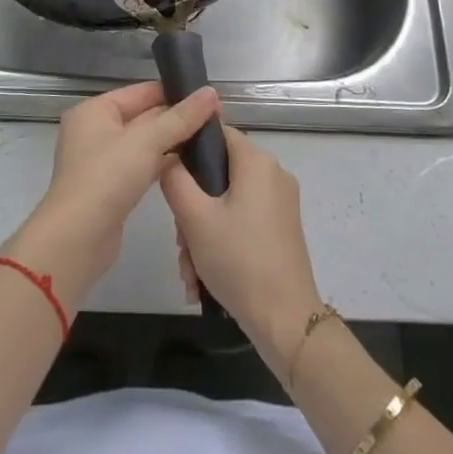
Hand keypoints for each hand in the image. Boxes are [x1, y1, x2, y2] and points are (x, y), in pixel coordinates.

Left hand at [4, 81, 220, 306]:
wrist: (78, 238)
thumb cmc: (107, 177)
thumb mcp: (147, 141)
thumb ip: (181, 117)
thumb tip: (211, 92)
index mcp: (95, 110)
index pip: (142, 92)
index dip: (176, 93)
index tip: (210, 99)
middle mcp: (95, 130)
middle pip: (143, 116)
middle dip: (177, 119)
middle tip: (216, 121)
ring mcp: (102, 160)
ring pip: (144, 143)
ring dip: (172, 142)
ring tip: (209, 140)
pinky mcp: (111, 186)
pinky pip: (141, 165)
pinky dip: (162, 163)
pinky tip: (190, 165)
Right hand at [161, 123, 323, 379]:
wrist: (285, 320)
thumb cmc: (238, 260)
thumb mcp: (194, 218)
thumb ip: (174, 180)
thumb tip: (167, 157)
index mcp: (257, 162)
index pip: (217, 133)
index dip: (188, 148)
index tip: (168, 176)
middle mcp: (273, 175)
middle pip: (219, 174)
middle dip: (192, 209)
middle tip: (180, 242)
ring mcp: (281, 203)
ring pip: (227, 203)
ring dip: (202, 233)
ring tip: (190, 271)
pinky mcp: (282, 229)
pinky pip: (242, 222)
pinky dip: (222, 242)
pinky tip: (204, 278)